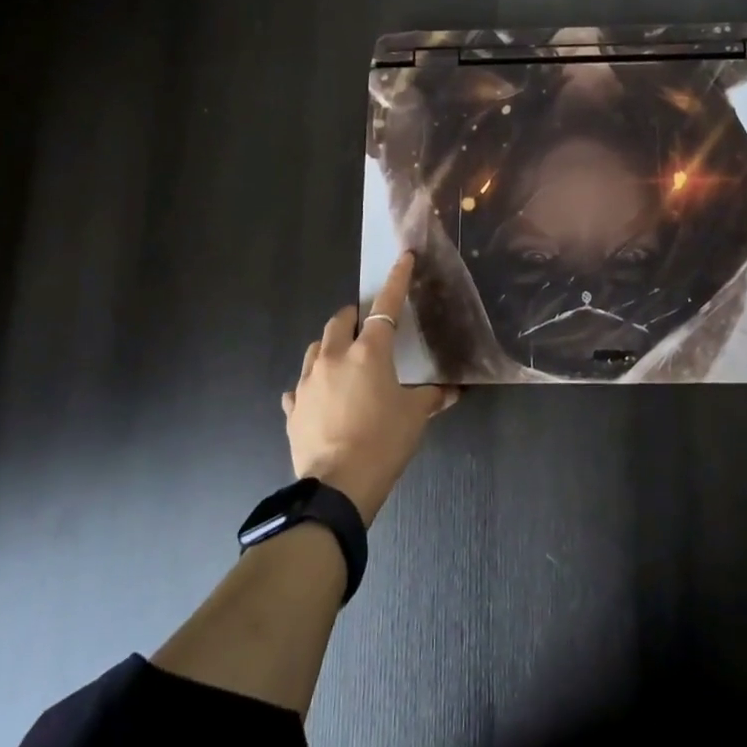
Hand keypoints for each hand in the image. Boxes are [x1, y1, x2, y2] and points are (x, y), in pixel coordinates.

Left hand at [282, 252, 457, 524]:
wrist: (337, 487)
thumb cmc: (383, 443)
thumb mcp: (414, 417)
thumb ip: (432, 397)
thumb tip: (452, 391)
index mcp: (368, 353)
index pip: (386, 307)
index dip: (396, 281)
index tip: (403, 259)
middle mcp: (333, 358)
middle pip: (340, 321)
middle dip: (354, 318)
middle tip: (368, 328)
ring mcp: (307, 383)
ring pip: (315, 348)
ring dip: (330, 346)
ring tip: (343, 361)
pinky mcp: (293, 408)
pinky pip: (299, 387)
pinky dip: (312, 385)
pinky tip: (320, 398)